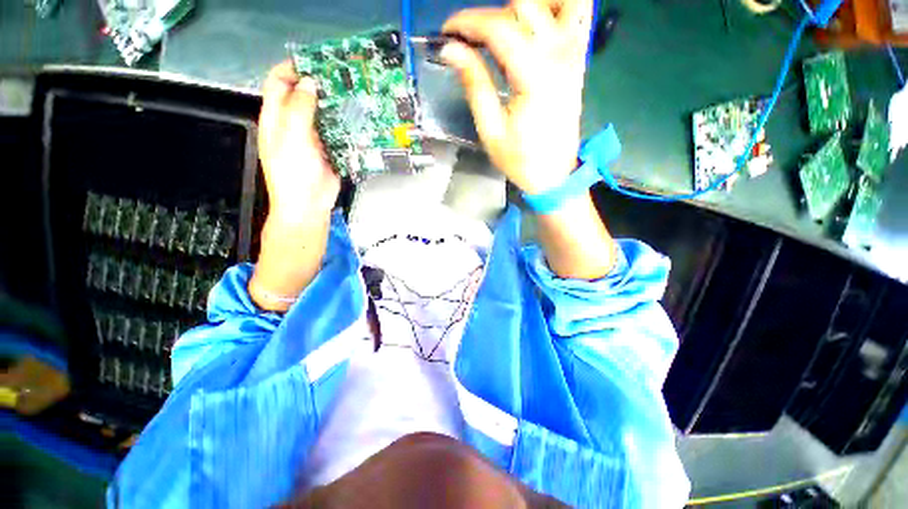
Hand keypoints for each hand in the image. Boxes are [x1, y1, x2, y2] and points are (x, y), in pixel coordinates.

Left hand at [258, 61, 339, 222]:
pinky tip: (357, 119)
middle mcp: (293, 123)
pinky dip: (345, 124)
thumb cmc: (293, 173)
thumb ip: (299, 109)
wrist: (308, 206)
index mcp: (276, 117)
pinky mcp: (329, 150)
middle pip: (303, 95)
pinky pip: (336, 132)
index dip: (292, 68)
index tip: (314, 62)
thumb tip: (310, 82)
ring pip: (322, 113)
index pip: (278, 82)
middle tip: (341, 78)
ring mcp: (313, 137)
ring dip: (335, 104)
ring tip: (353, 95)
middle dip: (319, 84)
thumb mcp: (292, 138)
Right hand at [441, 0, 592, 194]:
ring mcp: (574, 54)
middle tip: (470, 39)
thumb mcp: (491, 130)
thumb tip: (451, 50)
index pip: (498, 28)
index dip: (467, 22)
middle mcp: (559, 55)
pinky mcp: (579, 59)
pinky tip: (536, 22)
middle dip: (489, 16)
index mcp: (535, 77)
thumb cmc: (520, 160)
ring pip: (554, 0)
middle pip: (523, 6)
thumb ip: (474, 84)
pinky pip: (578, 12)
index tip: (447, 32)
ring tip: (502, 30)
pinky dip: (556, 7)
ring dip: (523, 9)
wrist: (554, 175)